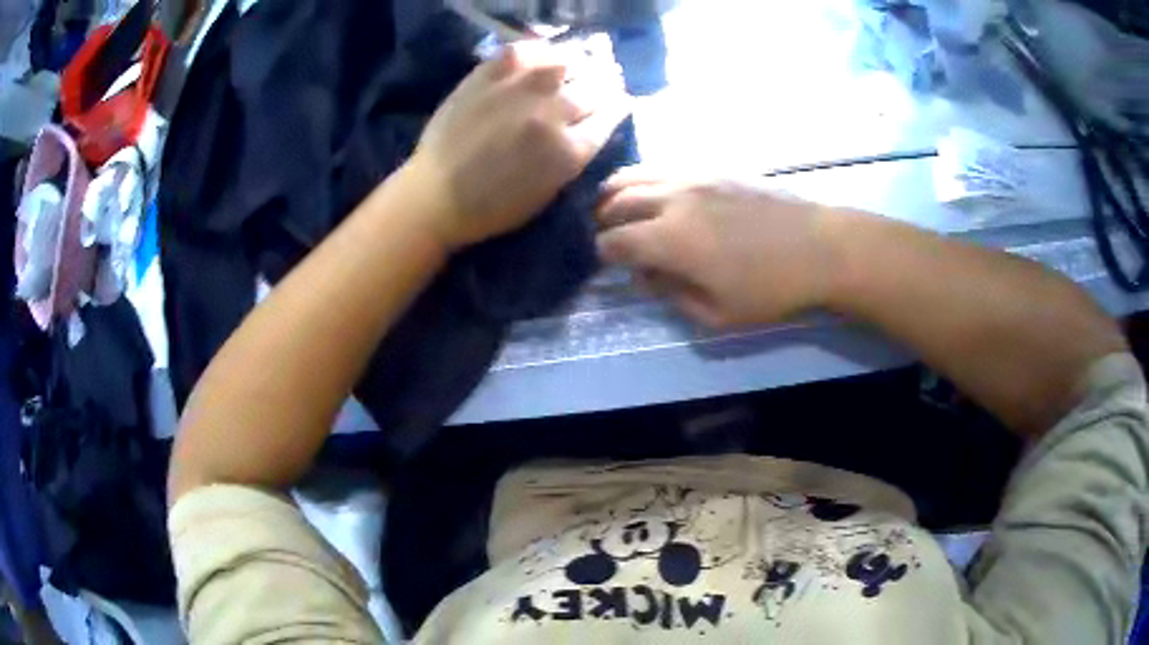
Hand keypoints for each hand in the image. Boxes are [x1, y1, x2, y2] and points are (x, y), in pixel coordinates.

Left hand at [404, 40, 629, 251]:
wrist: (435, 195)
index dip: (618, 106)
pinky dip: (541, 51)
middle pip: (594, 88)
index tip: (619, 101)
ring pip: (567, 62)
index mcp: (568, 151)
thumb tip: (592, 124)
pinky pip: (527, 49)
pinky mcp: (490, 73)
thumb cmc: (493, 207)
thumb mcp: (549, 192)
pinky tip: (543, 58)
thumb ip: (575, 154)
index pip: (611, 115)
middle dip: (603, 86)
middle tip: (600, 84)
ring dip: (578, 65)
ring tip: (574, 69)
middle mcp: (551, 113)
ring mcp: (520, 88)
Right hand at [596, 170, 840, 327]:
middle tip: (606, 233)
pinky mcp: (713, 167)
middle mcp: (673, 199)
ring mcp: (693, 176)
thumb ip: (672, 295)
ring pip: (637, 174)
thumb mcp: (718, 314)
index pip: (615, 241)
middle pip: (617, 200)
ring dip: (617, 191)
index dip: (604, 253)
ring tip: (615, 204)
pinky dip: (645, 177)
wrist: (820, 247)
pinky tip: (653, 191)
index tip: (608, 262)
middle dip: (602, 218)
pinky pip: (664, 166)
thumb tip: (647, 275)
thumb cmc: (771, 289)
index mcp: (671, 239)